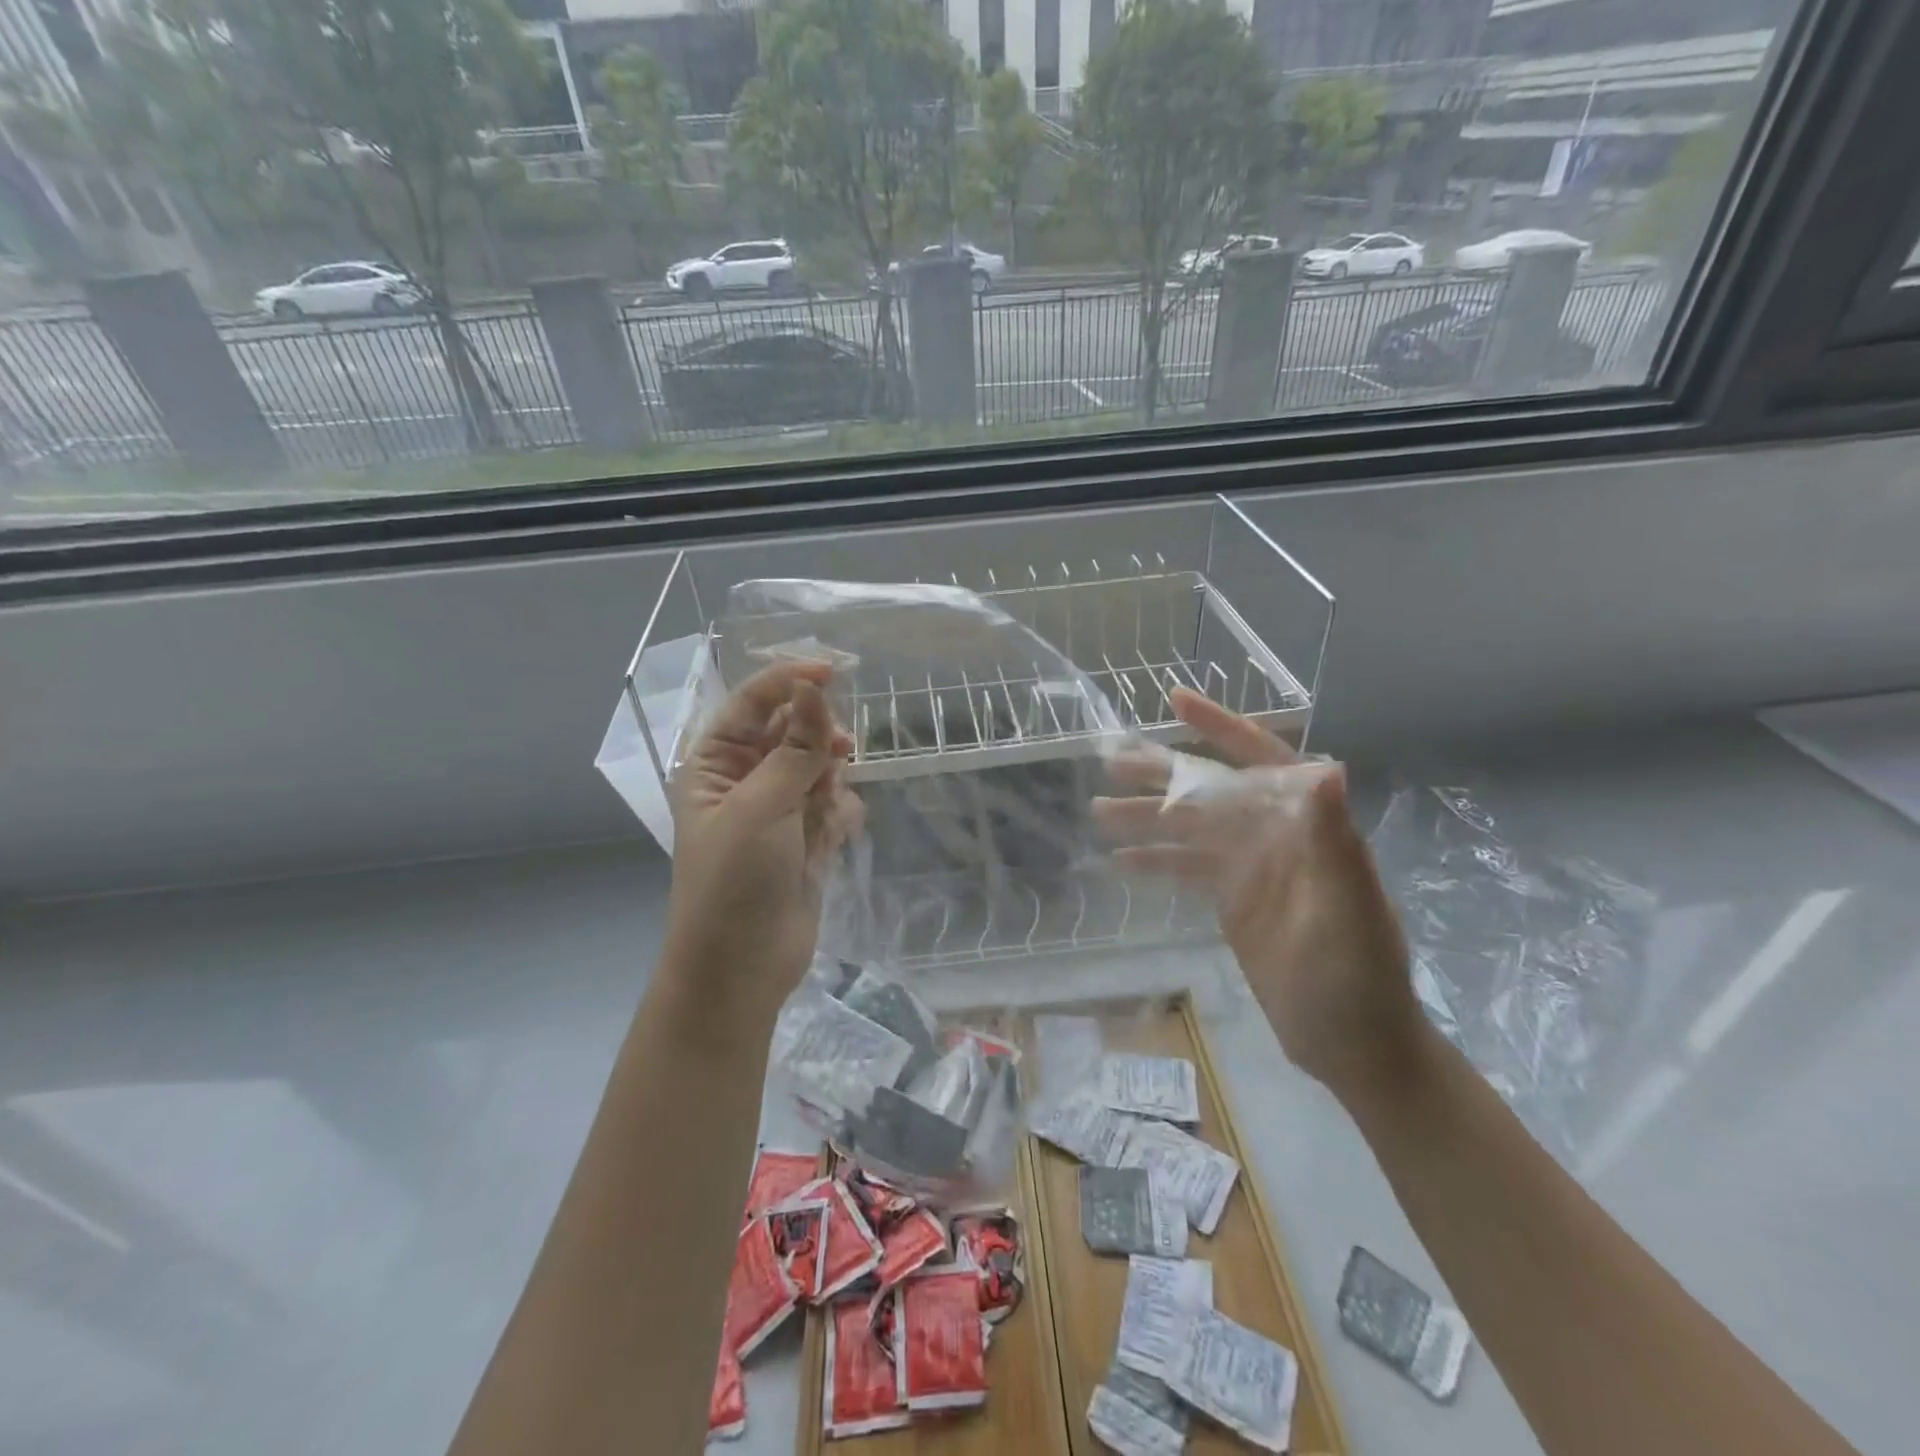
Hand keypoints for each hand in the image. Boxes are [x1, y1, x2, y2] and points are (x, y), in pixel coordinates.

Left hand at [665, 661, 862, 1021]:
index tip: (833, 672)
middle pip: (791, 731)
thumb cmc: (735, 882)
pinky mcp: (806, 839)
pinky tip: (834, 838)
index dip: (789, 682)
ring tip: (825, 810)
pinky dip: (839, 814)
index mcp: (715, 764)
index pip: (753, 703)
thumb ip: (795, 748)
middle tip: (838, 749)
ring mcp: (778, 810)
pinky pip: (834, 804)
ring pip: (819, 766)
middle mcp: (746, 780)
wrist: (741, 970)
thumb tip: (813, 687)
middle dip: (816, 738)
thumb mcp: (762, 808)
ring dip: (829, 780)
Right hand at [1092, 688, 1422, 1103]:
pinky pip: (1188, 870)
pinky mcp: (1235, 902)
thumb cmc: (1358, 979)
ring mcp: (1252, 870)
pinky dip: (1155, 863)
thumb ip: (1332, 840)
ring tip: (1099, 809)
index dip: (1219, 728)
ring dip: (1148, 818)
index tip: (1173, 702)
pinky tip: (1119, 862)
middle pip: (1212, 792)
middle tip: (1110, 760)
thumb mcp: (1348, 910)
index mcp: (1306, 827)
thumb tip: (1327, 766)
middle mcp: (1277, 837)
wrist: (1356, 1047)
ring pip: (1192, 830)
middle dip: (1164, 772)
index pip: (1260, 760)